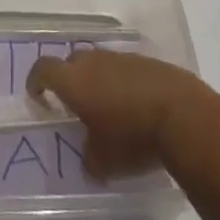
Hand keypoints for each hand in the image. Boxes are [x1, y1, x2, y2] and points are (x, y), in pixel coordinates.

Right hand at [27, 49, 215, 180]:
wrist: (182, 115)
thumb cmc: (132, 137)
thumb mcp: (104, 162)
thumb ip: (88, 160)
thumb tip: (89, 162)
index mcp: (74, 81)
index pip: (44, 69)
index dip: (36, 81)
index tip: (39, 97)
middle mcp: (94, 61)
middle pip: (71, 61)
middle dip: (69, 79)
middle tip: (75, 105)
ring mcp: (122, 58)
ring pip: (100, 64)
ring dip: (98, 81)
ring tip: (108, 108)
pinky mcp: (147, 62)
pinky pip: (124, 69)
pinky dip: (123, 83)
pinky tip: (135, 107)